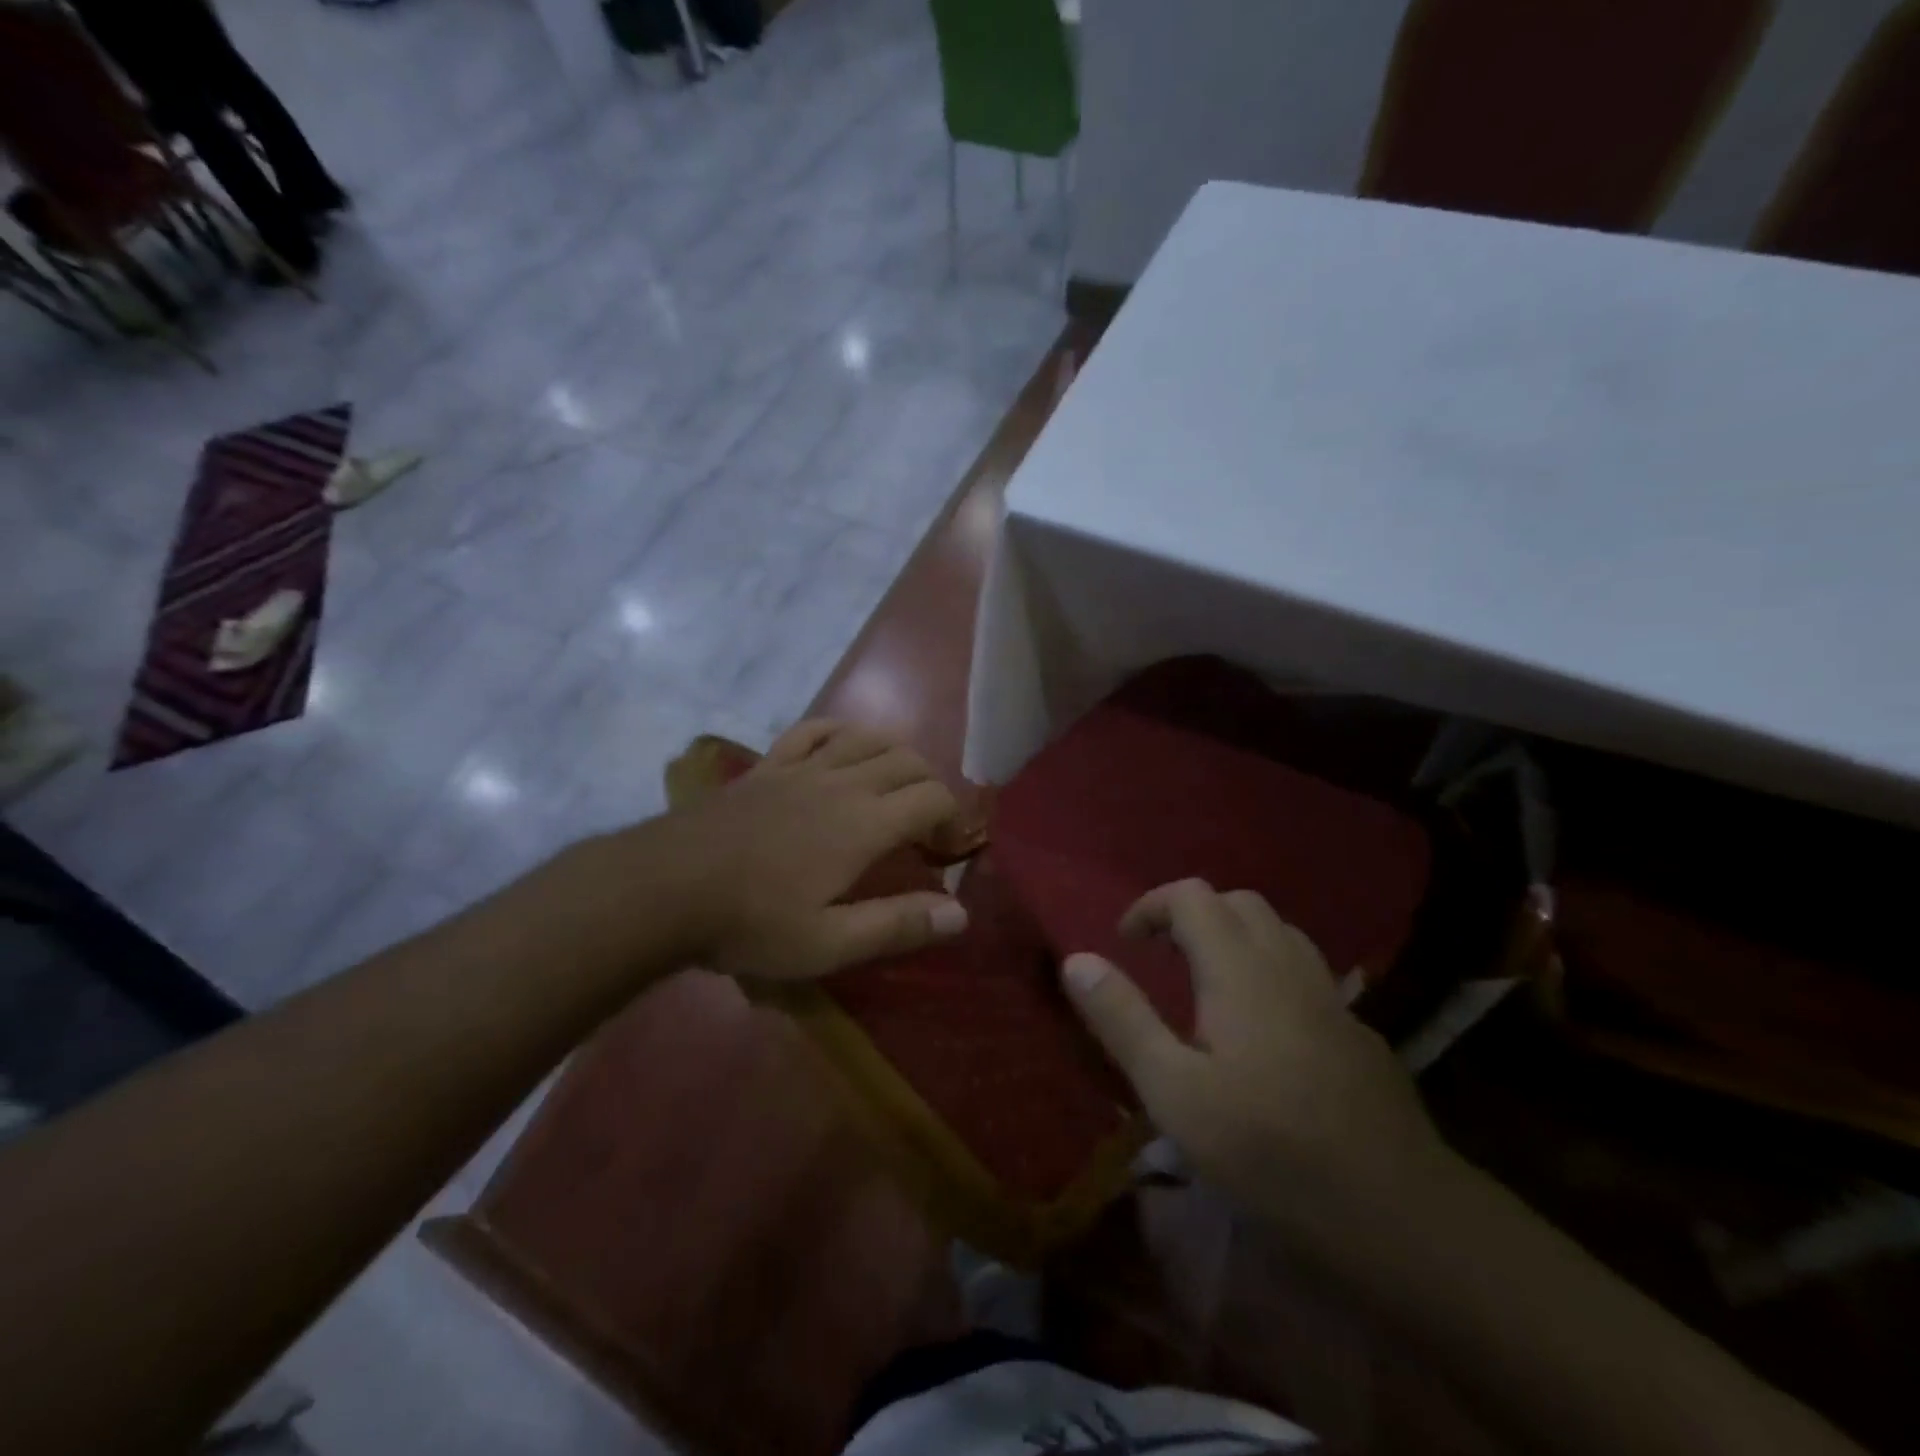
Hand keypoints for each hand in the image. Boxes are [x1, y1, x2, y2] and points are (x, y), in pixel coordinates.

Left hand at [663, 720, 968, 979]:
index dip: (952, 818)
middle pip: (907, 760)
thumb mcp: (829, 943)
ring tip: (896, 784)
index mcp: (864, 823)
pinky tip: (843, 747)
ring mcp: (801, 767)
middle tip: (926, 825)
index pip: (932, 797)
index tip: (945, 851)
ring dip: (895, 754)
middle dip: (930, 785)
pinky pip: (813, 729)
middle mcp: (842, 782)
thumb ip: (898, 926)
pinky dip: (840, 731)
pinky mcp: (768, 766)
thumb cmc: (750, 922)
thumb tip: (962, 915)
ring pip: (867, 737)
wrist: (664, 888)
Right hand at [1061, 879, 1453, 1234]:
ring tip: (1209, 984)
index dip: (1151, 906)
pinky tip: (1267, 1031)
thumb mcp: (1174, 1092)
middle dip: (1193, 915)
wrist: (1401, 1215)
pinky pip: (1307, 973)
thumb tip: (1076, 959)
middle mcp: (1288, 965)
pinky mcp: (1359, 1032)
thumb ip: (1122, 1019)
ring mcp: (1332, 997)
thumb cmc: (1270, 1151)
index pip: (1192, 896)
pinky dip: (1272, 972)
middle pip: (1239, 903)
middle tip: (1162, 958)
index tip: (1126, 943)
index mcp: (1240, 969)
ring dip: (1235, 938)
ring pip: (1280, 933)